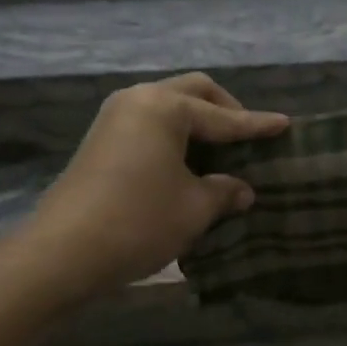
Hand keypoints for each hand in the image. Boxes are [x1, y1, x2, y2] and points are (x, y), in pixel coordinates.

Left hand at [25, 73, 287, 294]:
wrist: (60, 253)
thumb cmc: (138, 222)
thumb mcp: (194, 208)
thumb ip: (224, 191)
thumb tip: (242, 190)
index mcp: (165, 107)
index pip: (223, 116)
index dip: (257, 125)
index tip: (285, 125)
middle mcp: (139, 99)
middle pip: (194, 92)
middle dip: (226, 111)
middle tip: (248, 137)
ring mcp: (115, 117)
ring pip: (169, 106)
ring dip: (198, 123)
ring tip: (221, 152)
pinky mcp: (101, 140)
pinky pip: (150, 123)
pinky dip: (175, 135)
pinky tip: (188, 163)